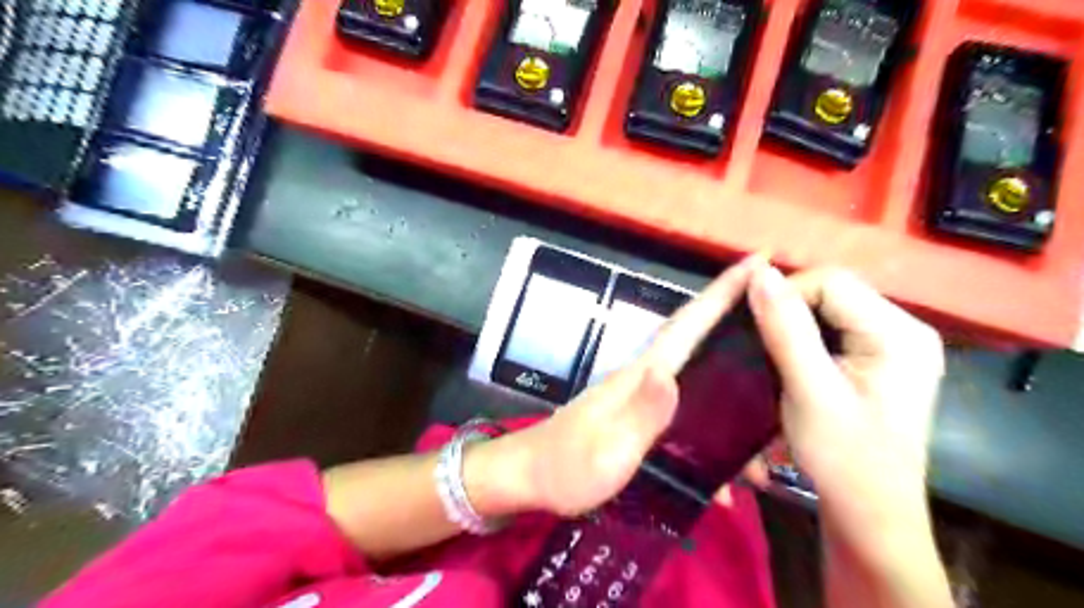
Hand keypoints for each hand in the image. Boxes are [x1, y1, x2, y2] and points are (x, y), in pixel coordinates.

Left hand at [496, 254, 763, 514]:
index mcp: (643, 375)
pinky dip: (711, 399)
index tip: (759, 261)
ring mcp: (642, 391)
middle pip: (697, 334)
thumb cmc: (568, 466)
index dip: (722, 291)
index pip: (688, 324)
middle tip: (785, 301)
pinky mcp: (640, 411)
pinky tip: (731, 432)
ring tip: (770, 355)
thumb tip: (670, 373)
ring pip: (696, 361)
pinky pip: (687, 395)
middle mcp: (646, 374)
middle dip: (735, 309)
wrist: (532, 476)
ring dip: (728, 349)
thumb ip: (640, 414)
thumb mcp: (608, 449)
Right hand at [751, 267, 946, 545]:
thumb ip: (785, 327)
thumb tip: (759, 272)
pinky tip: (790, 361)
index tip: (754, 329)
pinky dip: (804, 339)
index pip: (831, 282)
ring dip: (793, 325)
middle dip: (788, 311)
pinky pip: (833, 330)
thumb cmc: (842, 456)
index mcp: (899, 333)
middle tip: (759, 344)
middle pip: (833, 292)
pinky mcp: (879, 361)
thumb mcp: (808, 389)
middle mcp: (905, 329)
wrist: (868, 514)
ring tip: (771, 353)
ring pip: (829, 310)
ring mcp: (894, 346)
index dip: (786, 295)